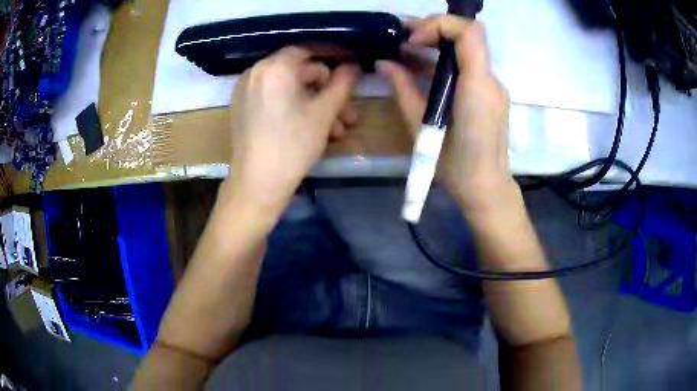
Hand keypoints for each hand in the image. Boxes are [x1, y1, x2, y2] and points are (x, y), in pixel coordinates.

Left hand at [226, 46, 359, 212]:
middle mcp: (256, 71)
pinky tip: (311, 127)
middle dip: (327, 91)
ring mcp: (245, 89)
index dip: (334, 54)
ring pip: (288, 88)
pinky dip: (293, 106)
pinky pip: (274, 97)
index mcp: (275, 68)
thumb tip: (353, 65)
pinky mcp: (242, 106)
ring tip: (336, 130)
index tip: (351, 63)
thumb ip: (342, 83)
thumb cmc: (293, 146)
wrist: (257, 184)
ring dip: (314, 103)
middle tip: (347, 113)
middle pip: (299, 72)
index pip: (309, 50)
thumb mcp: (324, 113)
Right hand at [377, 16, 516, 214]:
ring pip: (467, 49)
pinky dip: (446, 59)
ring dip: (438, 43)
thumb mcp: (421, 125)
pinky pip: (469, 66)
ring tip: (407, 50)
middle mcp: (490, 80)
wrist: (485, 188)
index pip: (468, 32)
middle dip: (434, 29)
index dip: (438, 25)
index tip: (412, 41)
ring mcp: (493, 87)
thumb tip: (383, 63)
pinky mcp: (490, 95)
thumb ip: (402, 88)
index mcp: (477, 86)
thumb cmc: (453, 165)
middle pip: (467, 35)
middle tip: (403, 39)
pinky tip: (423, 68)